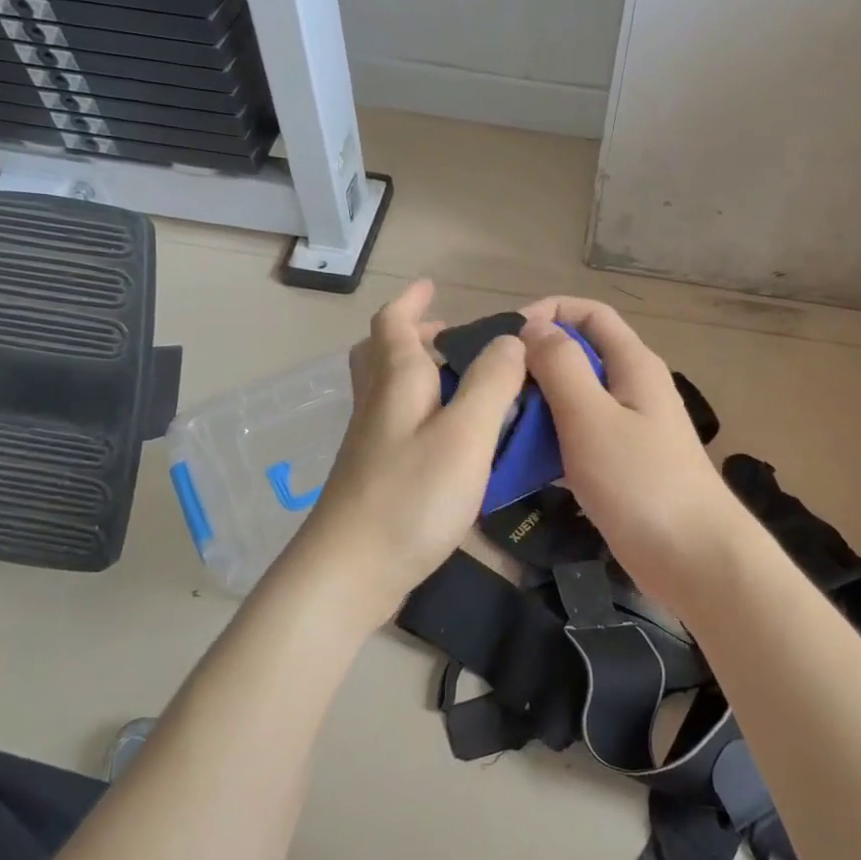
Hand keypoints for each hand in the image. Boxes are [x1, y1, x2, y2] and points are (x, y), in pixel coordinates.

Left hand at [295, 280, 525, 619]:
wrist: (350, 572)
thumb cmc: (411, 496)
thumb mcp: (464, 434)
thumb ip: (491, 383)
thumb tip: (511, 339)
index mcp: (396, 381)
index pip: (394, 323)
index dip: (413, 302)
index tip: (433, 287)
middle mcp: (377, 403)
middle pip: (383, 353)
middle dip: (415, 335)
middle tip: (453, 338)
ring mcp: (371, 441)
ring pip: (390, 389)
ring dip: (420, 372)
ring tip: (464, 384)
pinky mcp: (375, 474)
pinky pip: (399, 422)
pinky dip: (424, 410)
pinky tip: (453, 437)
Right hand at [519, 297, 746, 600]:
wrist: (693, 558)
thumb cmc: (641, 482)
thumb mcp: (591, 417)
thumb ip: (561, 366)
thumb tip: (533, 328)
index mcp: (633, 364)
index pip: (589, 314)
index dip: (547, 312)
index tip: (504, 337)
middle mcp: (632, 387)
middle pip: (578, 356)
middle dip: (534, 364)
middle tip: (491, 388)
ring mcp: (627, 428)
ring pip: (573, 400)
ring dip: (537, 406)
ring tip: (496, 424)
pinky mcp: (620, 464)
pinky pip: (577, 438)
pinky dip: (549, 441)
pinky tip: (519, 461)